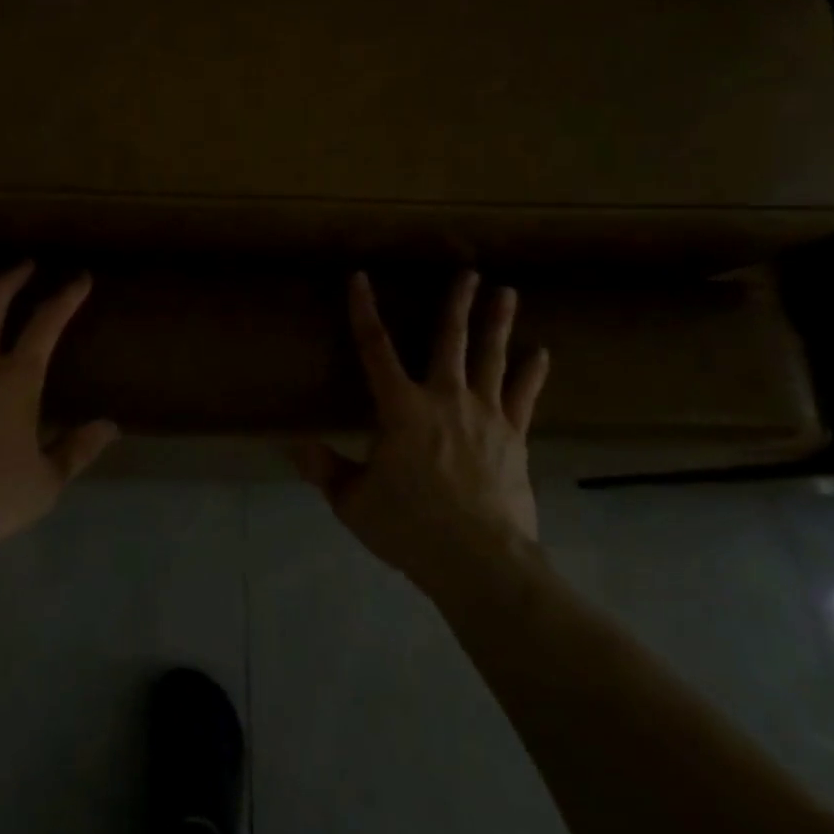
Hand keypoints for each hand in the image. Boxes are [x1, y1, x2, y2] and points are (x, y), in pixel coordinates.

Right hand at [294, 272, 549, 584]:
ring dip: (497, 323)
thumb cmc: (411, 528)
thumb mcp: (354, 501)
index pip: (375, 348)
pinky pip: (523, 397)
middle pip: (449, 340)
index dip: (364, 311)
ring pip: (492, 357)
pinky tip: (541, 354)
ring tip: (507, 292)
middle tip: (469, 272)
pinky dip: (531, 374)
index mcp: (401, 408)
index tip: (360, 278)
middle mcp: (445, 398)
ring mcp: (485, 415)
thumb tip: (293, 447)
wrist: (481, 561)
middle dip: (457, 303)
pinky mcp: (514, 437)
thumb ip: (326, 469)